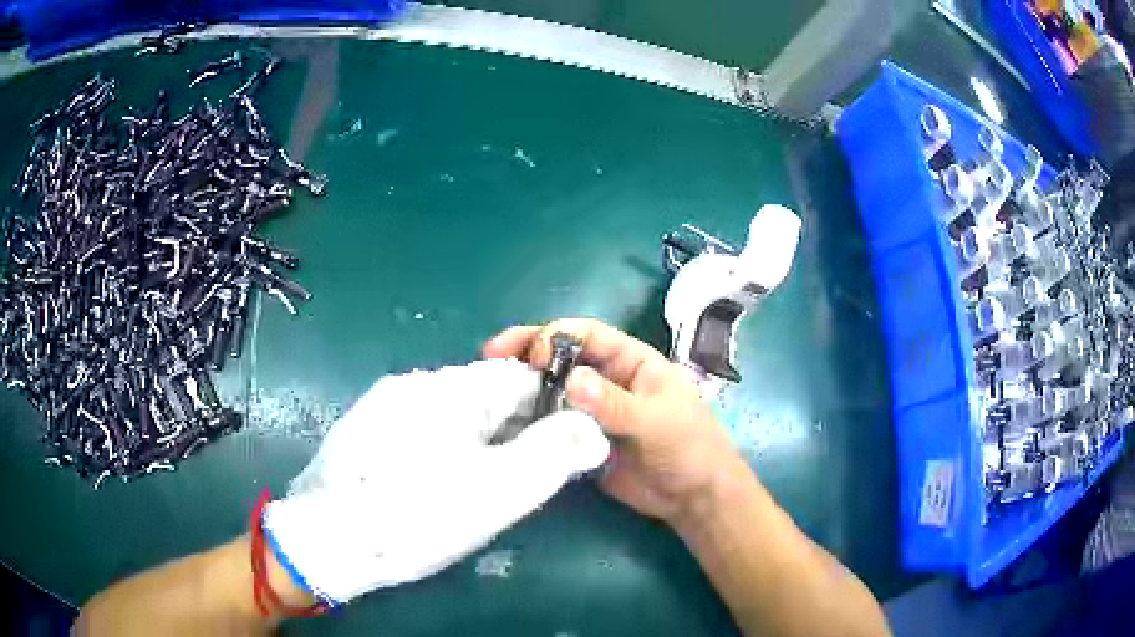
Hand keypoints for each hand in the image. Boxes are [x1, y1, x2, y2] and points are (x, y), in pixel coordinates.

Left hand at [263, 359, 609, 604]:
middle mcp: (413, 383)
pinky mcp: (362, 430)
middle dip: (510, 430)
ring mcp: (382, 404)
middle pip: (483, 394)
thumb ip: (553, 455)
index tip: (552, 451)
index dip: (547, 409)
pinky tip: (430, 484)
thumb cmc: (418, 516)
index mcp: (450, 389)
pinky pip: (418, 427)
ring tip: (473, 487)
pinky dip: (440, 448)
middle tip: (512, 479)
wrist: (326, 541)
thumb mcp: (498, 492)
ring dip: (474, 441)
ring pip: (450, 412)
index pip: (519, 377)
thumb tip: (591, 429)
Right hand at [484, 319, 743, 526]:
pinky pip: (551, 423)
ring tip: (487, 389)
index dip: (556, 336)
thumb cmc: (688, 447)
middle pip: (561, 356)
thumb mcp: (657, 421)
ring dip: (522, 386)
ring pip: (551, 388)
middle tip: (490, 355)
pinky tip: (503, 422)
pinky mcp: (581, 439)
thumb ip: (615, 403)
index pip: (587, 335)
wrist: (692, 497)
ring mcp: (591, 410)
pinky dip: (528, 420)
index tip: (531, 354)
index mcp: (630, 361)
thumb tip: (570, 381)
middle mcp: (606, 379)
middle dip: (527, 351)